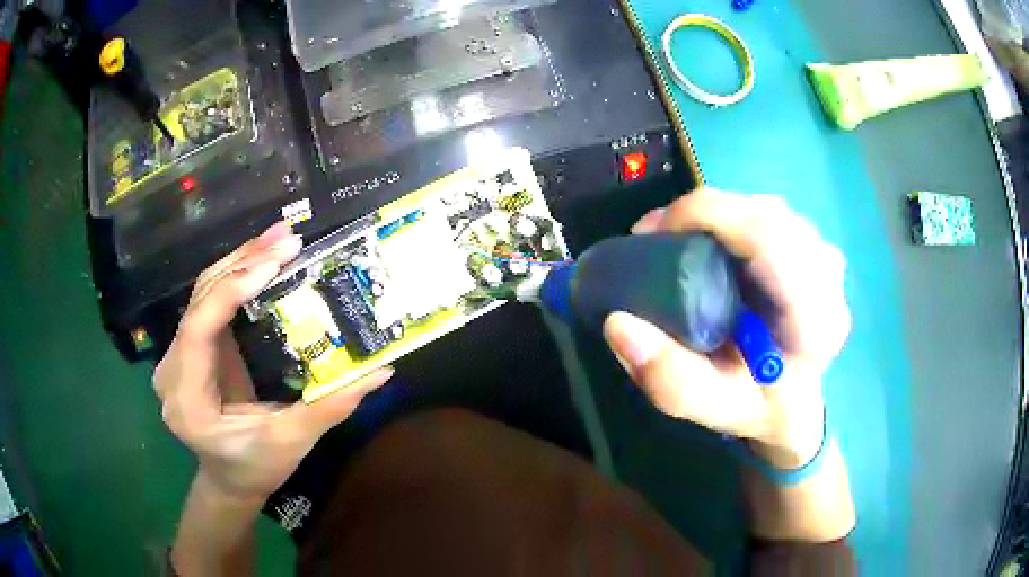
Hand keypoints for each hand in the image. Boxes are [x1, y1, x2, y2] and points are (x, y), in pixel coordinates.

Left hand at [154, 222, 392, 502]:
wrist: (228, 479)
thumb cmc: (255, 468)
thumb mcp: (291, 444)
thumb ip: (329, 407)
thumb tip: (381, 371)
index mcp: (187, 399)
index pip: (198, 330)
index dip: (231, 291)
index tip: (274, 264)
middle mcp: (172, 370)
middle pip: (199, 301)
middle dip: (242, 264)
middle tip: (287, 239)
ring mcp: (177, 356)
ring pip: (203, 294)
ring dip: (241, 262)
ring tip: (280, 239)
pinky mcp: (191, 348)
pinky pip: (210, 302)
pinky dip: (237, 277)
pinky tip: (263, 260)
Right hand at [604, 188, 850, 467]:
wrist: (795, 405)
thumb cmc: (760, 408)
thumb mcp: (713, 409)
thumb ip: (670, 380)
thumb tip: (618, 323)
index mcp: (815, 318)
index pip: (769, 237)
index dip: (707, 216)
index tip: (652, 234)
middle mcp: (829, 279)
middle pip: (766, 214)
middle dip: (705, 214)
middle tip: (657, 238)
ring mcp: (826, 259)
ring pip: (766, 209)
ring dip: (719, 216)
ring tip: (679, 240)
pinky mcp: (814, 249)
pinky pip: (769, 216)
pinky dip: (733, 220)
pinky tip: (713, 245)